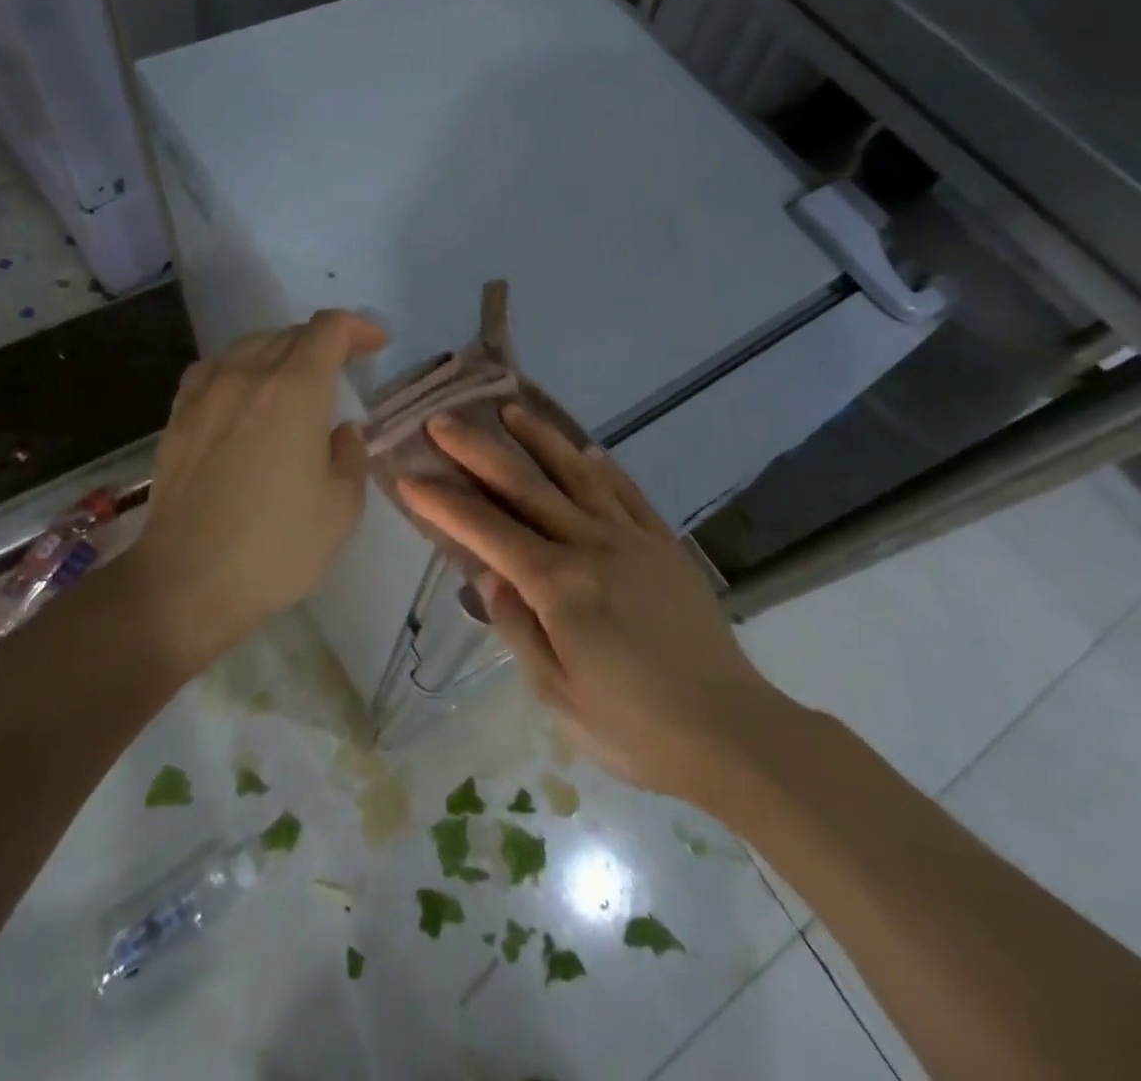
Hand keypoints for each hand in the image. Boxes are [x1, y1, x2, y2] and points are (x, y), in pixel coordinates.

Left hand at [124, 310, 387, 663]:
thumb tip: (340, 431)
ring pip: (249, 346)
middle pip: (289, 334)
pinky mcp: (178, 417)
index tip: (376, 345)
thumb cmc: (277, 546)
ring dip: (281, 352)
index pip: (328, 330)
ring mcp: (206, 394)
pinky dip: (239, 368)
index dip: (357, 328)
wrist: (187, 582)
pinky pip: (213, 369)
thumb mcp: (342, 507)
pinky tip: (243, 392)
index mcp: (295, 391)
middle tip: (344, 368)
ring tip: (295, 379)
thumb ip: (350, 456)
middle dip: (324, 342)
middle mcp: (248, 376)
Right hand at [400, 404, 784, 803]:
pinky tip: (585, 451)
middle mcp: (591, 546)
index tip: (409, 475)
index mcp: (559, 587)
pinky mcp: (665, 544)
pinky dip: (602, 467)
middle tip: (443, 420)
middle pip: (525, 486)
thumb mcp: (558, 693)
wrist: (730, 730)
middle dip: (478, 450)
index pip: (487, 532)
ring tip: (510, 410)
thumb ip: (518, 627)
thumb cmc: (633, 727)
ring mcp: (633, 538)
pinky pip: (628, 493)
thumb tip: (487, 574)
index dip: (444, 503)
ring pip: (576, 475)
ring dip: (540, 439)